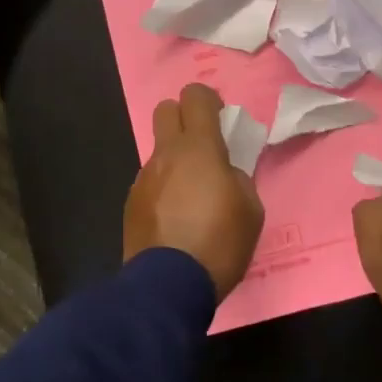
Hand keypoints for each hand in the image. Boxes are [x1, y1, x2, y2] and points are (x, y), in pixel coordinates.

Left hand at [124, 84, 265, 297]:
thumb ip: (237, 178)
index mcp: (199, 148)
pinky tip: (174, 220)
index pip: (195, 97)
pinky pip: (150, 182)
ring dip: (174, 160)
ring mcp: (143, 178)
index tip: (220, 118)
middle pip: (165, 110)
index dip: (208, 100)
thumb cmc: (219, 242)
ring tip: (191, 197)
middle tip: (203, 145)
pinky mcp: (131, 203)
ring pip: (158, 151)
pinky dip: (163, 189)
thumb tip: (223, 174)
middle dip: (183, 117)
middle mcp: (166, 155)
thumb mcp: (250, 209)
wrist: (168, 285)